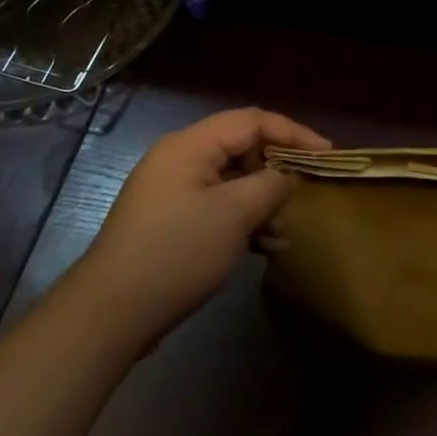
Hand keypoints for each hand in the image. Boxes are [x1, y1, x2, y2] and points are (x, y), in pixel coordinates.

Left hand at [86, 108, 330, 349]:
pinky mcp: (169, 223)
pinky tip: (265, 249)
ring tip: (285, 232)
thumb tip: (285, 176)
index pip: (253, 121)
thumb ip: (270, 185)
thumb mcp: (235, 214)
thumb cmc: (177, 252)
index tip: (326, 154)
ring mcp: (172, 193)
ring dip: (262, 202)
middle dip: (277, 171)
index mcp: (191, 145)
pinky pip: (216, 208)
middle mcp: (179, 159)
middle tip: (305, 193)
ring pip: (231, 182)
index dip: (294, 133)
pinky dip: (242, 221)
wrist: (110, 314)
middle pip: (242, 149)